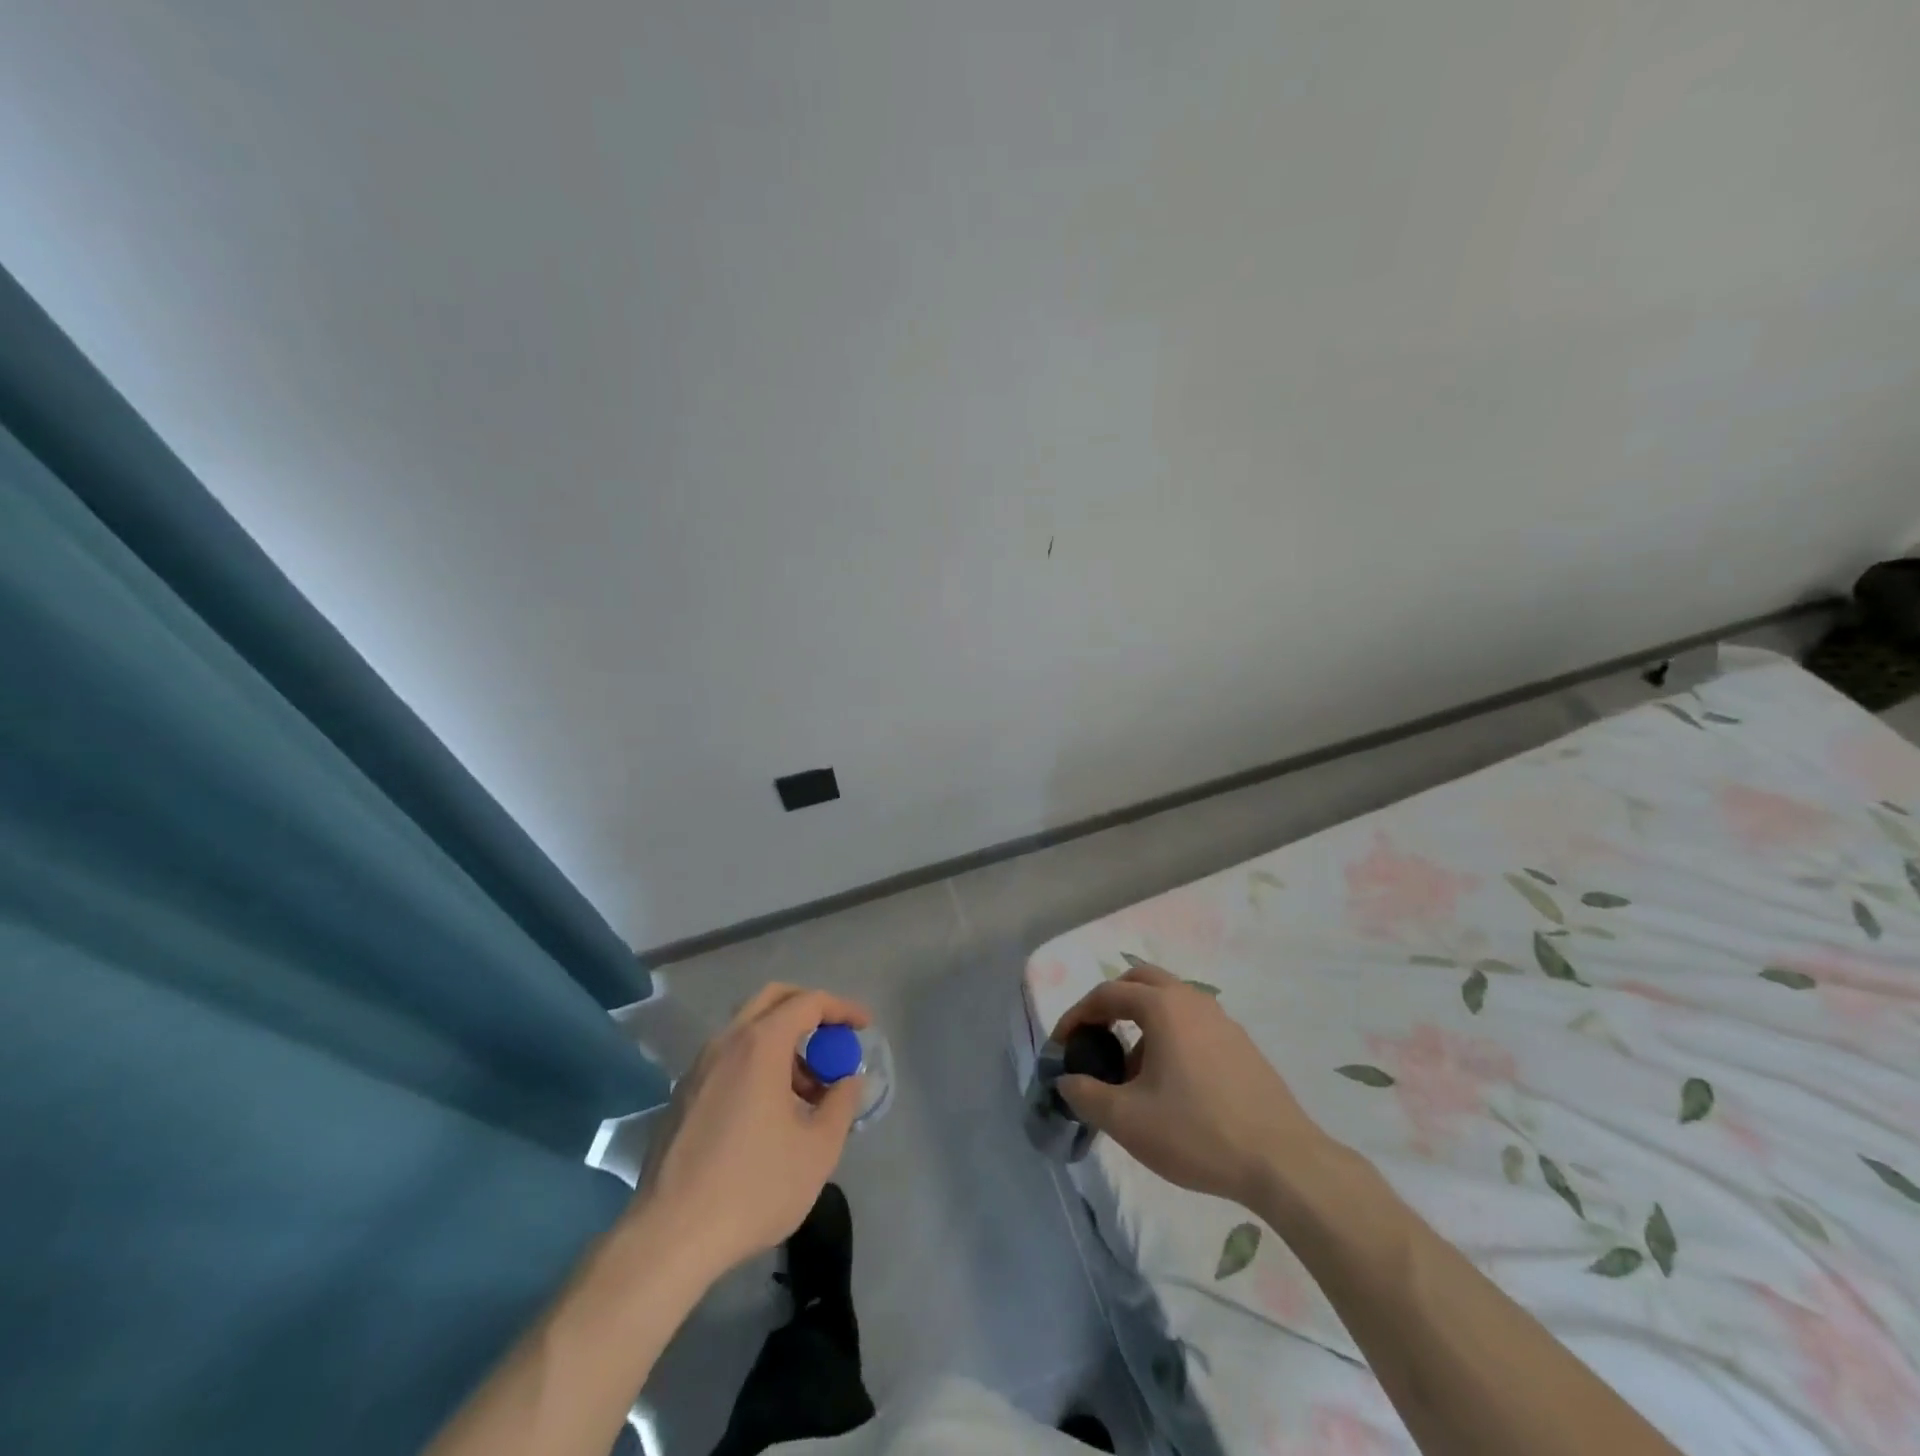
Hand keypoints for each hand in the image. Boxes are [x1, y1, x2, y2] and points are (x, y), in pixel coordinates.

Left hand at [632, 983, 869, 1280]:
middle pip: (772, 1000)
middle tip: (833, 1039)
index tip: (864, 1026)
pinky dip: (757, 1063)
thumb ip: (841, 1104)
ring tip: (807, 1091)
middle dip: (809, 1009)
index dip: (842, 1009)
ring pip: (748, 1030)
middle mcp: (726, 1043)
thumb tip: (849, 1080)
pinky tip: (769, 1112)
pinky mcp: (682, 1096)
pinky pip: (728, 1058)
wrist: (669, 1238)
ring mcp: (698, 1068)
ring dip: (783, 1042)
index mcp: (760, 1045)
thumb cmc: (753, 1187)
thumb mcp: (818, 1150)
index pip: (808, 1003)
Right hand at [1052, 963, 1331, 1205]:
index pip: (1107, 994)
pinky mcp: (1241, 1045)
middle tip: (1095, 1036)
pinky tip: (1171, 1085)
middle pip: (1141, 981)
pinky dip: (1169, 1036)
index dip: (1077, 1015)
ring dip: (1142, 1022)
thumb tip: (1067, 1081)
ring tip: (1131, 1072)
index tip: (1062, 1044)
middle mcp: (1192, 1000)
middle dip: (1111, 1002)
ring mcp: (1222, 1020)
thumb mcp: (1128, 1120)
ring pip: (1170, 1002)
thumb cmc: (1197, 1132)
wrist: (1283, 1162)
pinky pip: (1193, 1024)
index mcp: (1162, 1006)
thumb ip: (1087, 1095)